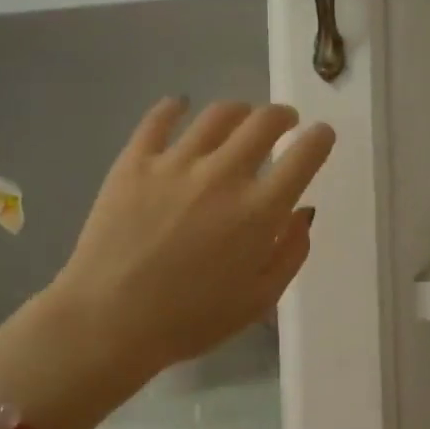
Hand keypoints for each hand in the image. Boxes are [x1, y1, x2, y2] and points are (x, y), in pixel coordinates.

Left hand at [53, 98, 333, 380]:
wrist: (108, 321)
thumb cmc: (189, 320)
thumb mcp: (257, 300)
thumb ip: (290, 254)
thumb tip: (302, 213)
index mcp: (259, 212)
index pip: (304, 156)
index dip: (320, 139)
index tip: (321, 135)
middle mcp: (223, 175)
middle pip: (264, 122)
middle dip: (283, 116)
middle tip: (284, 122)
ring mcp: (176, 163)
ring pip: (218, 114)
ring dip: (239, 111)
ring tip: (239, 118)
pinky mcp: (135, 161)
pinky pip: (159, 119)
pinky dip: (175, 107)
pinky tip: (180, 107)